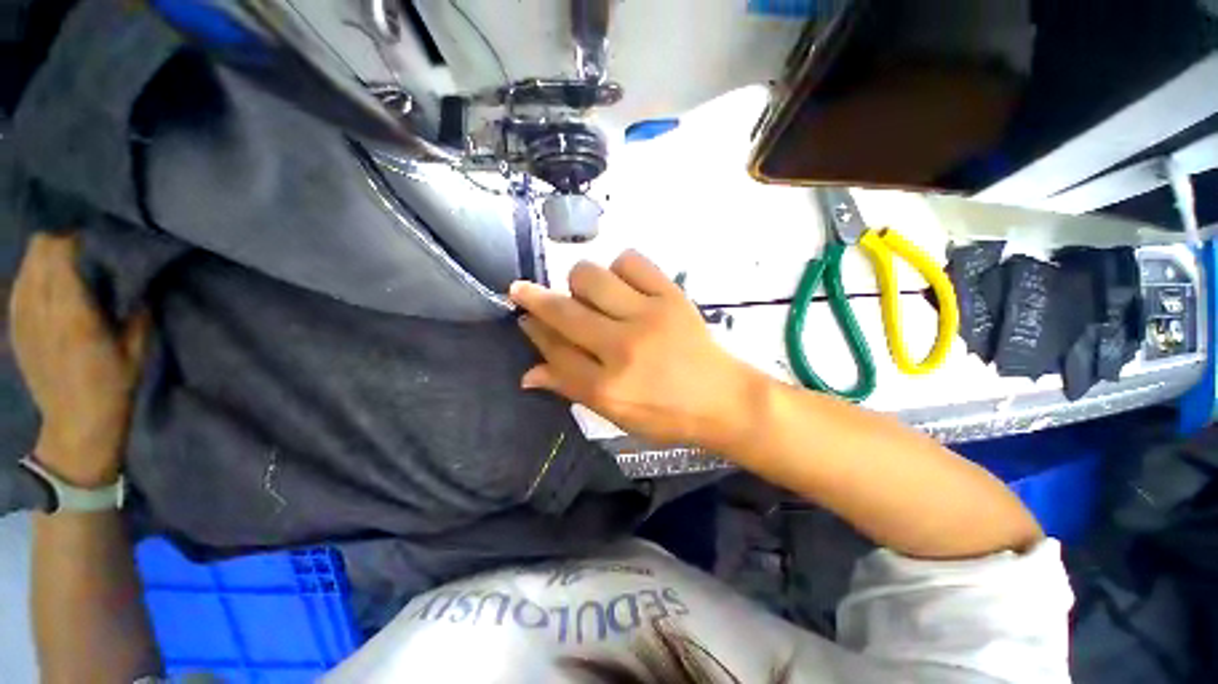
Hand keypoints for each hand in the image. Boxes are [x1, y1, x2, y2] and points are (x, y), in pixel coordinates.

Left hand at [9, 233, 149, 486]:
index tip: (98, 240)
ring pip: (26, 265)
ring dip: (44, 257)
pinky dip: (32, 276)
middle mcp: (41, 308)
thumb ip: (134, 311)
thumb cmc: (113, 386)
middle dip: (60, 242)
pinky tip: (46, 285)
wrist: (75, 423)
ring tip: (66, 265)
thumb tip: (136, 282)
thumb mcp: (136, 349)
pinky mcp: (16, 326)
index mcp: (73, 313)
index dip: (78, 239)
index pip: (61, 253)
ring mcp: (23, 317)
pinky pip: (18, 285)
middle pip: (39, 251)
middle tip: (84, 249)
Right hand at [510, 250, 767, 449]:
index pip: (554, 350)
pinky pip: (630, 261)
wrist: (723, 398)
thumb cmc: (667, 415)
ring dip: (579, 283)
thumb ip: (571, 388)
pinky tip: (622, 285)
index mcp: (608, 387)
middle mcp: (623, 347)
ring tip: (590, 297)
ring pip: (590, 276)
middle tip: (528, 292)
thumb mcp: (615, 415)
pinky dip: (618, 268)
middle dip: (534, 297)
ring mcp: (649, 316)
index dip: (533, 330)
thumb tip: (527, 373)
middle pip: (563, 310)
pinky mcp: (672, 295)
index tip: (523, 316)